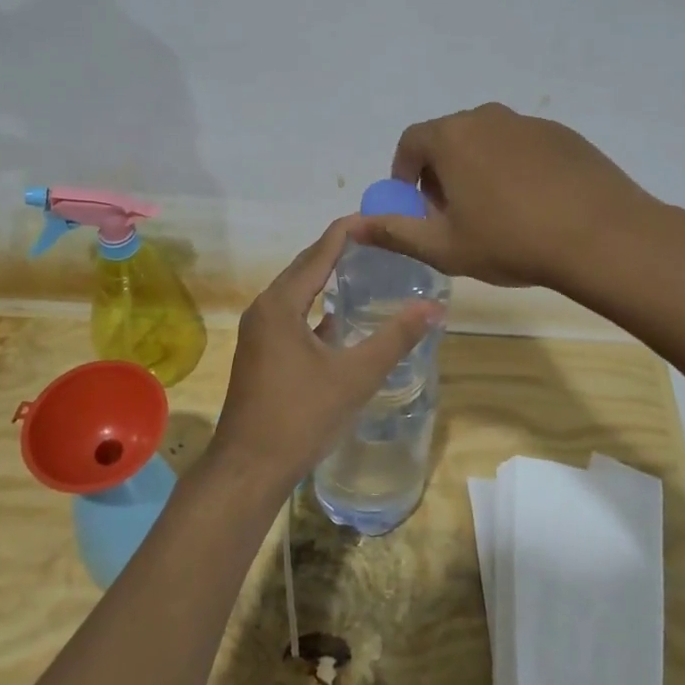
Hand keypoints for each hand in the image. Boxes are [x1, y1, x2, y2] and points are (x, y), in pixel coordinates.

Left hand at [206, 216, 440, 498]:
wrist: (249, 468)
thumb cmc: (301, 416)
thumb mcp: (355, 375)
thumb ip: (395, 338)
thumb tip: (434, 307)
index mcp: (281, 303)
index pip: (319, 252)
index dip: (348, 232)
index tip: (377, 217)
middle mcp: (265, 309)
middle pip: (305, 267)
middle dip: (338, 250)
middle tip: (377, 240)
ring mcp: (259, 332)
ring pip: (297, 293)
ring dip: (326, 279)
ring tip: (363, 269)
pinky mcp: (260, 353)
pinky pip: (292, 315)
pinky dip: (316, 308)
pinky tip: (340, 319)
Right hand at [352, 102, 656, 293]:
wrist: (603, 236)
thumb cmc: (511, 241)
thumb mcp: (444, 247)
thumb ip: (394, 232)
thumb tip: (352, 225)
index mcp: (452, 137)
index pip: (411, 142)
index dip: (405, 174)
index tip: (416, 205)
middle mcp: (487, 117)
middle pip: (449, 138)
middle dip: (441, 172)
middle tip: (453, 213)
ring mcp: (529, 122)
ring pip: (488, 141)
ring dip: (478, 168)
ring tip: (495, 211)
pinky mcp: (563, 134)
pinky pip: (523, 146)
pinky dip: (515, 168)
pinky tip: (534, 205)